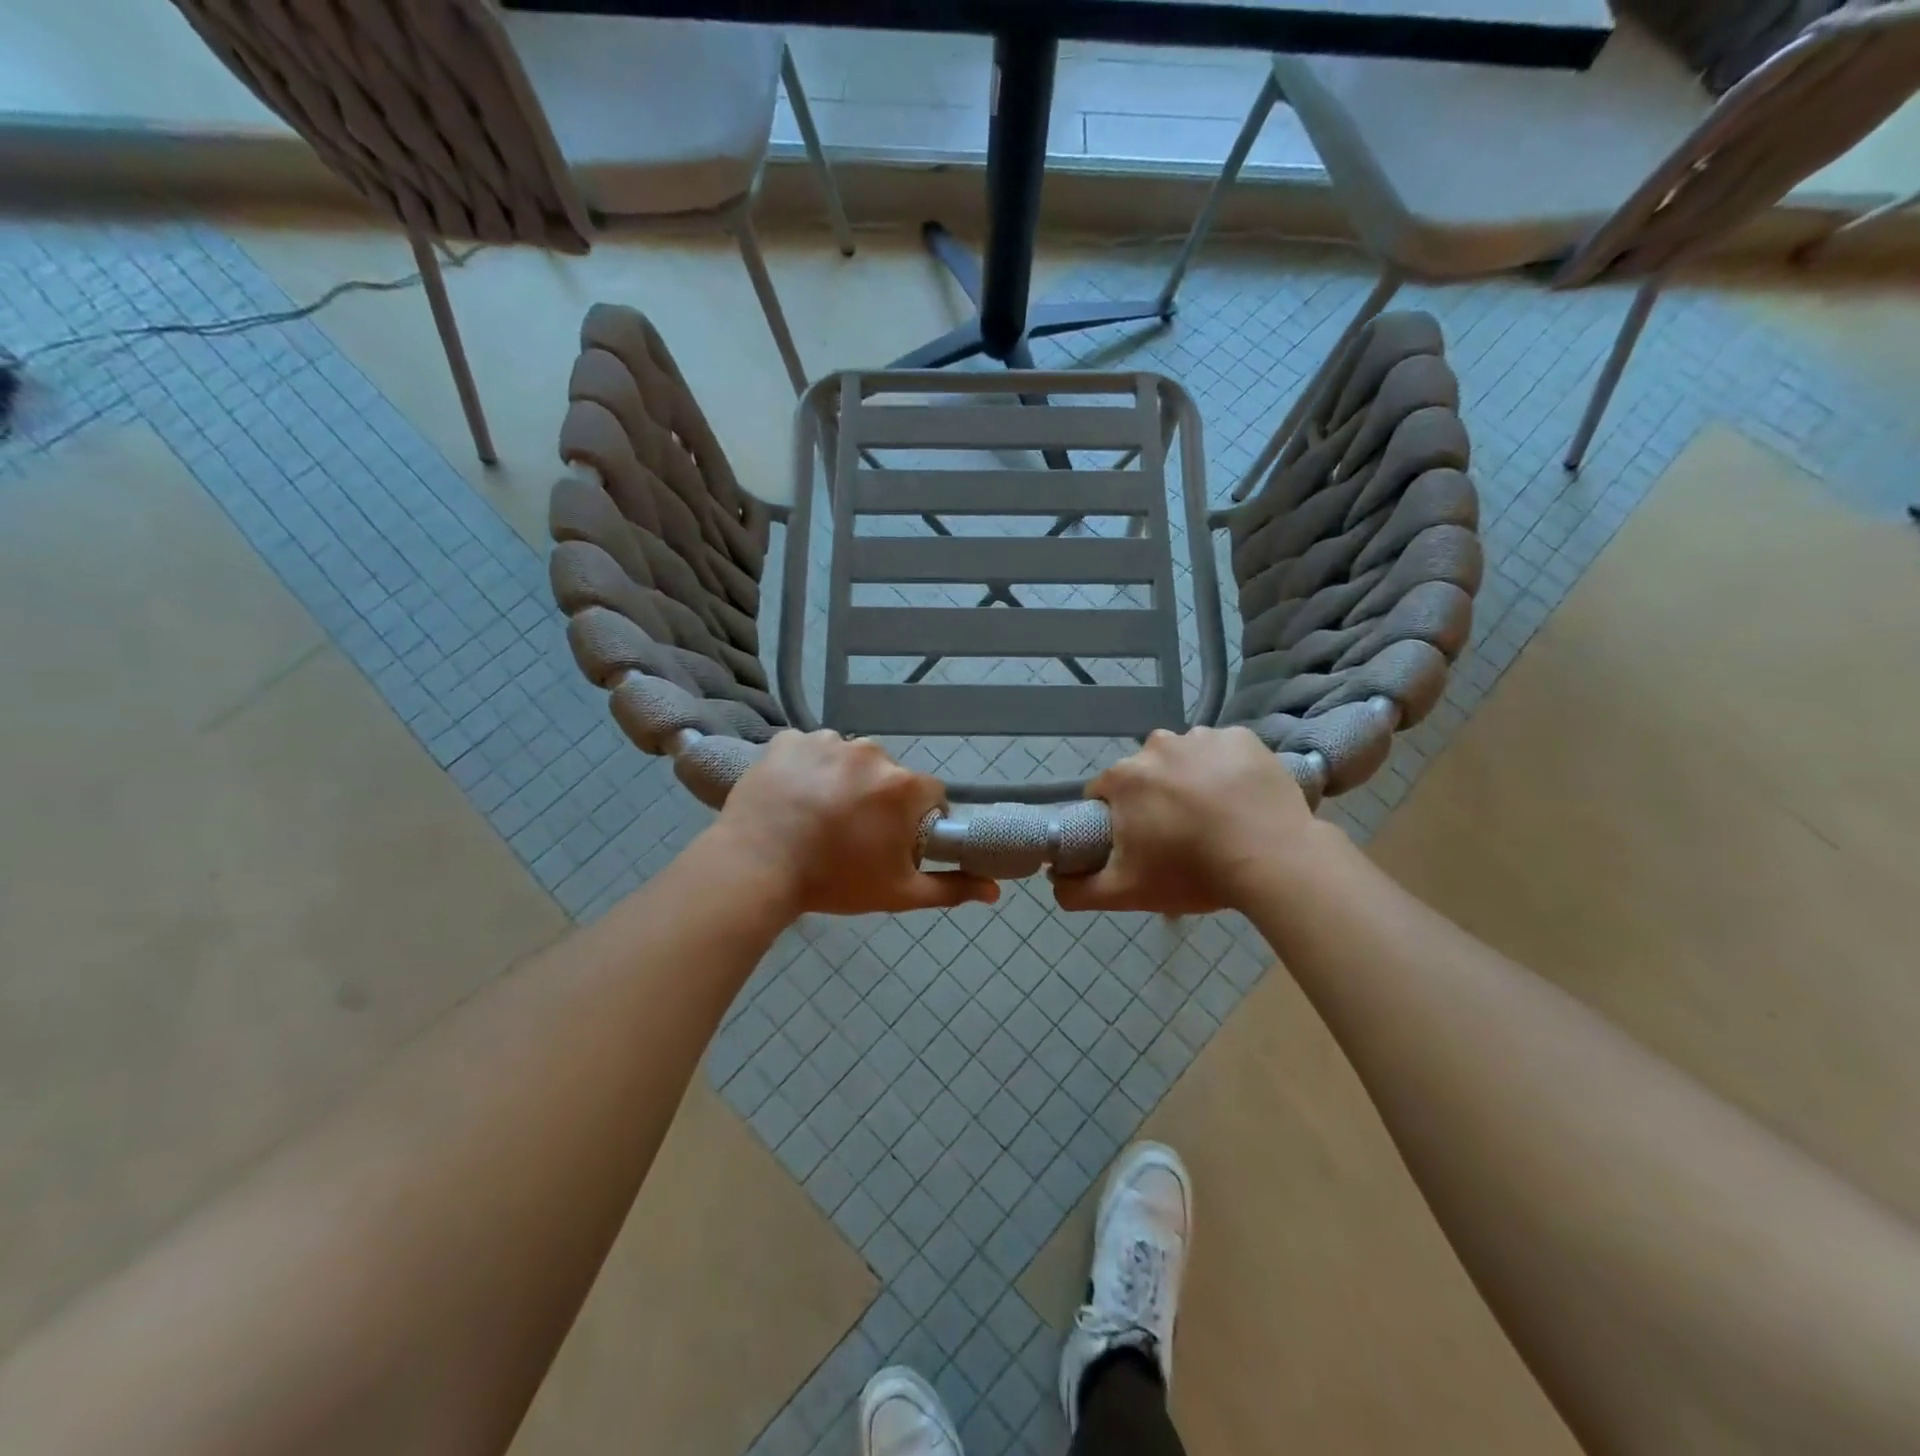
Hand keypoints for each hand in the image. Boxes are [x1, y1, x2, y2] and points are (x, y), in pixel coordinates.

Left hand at [710, 731, 998, 917]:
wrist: (756, 869)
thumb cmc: (834, 881)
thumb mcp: (899, 892)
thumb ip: (950, 888)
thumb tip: (996, 890)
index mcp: (903, 786)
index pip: (930, 795)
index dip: (917, 820)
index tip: (894, 842)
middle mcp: (871, 752)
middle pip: (888, 775)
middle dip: (878, 799)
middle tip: (850, 833)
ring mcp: (826, 741)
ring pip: (848, 760)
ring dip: (841, 781)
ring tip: (815, 815)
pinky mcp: (789, 740)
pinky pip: (808, 751)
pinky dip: (805, 769)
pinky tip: (791, 797)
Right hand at [1053, 726, 1320, 915]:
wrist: (1273, 860)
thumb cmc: (1192, 872)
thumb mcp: (1126, 892)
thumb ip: (1077, 890)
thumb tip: (1052, 880)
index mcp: (1124, 777)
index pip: (1104, 794)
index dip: (1116, 819)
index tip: (1140, 842)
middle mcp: (1157, 744)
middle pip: (1145, 774)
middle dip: (1154, 798)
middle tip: (1181, 834)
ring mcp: (1202, 737)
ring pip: (1184, 759)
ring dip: (1191, 780)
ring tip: (1217, 817)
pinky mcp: (1243, 738)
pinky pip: (1224, 751)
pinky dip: (1227, 769)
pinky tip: (1241, 798)